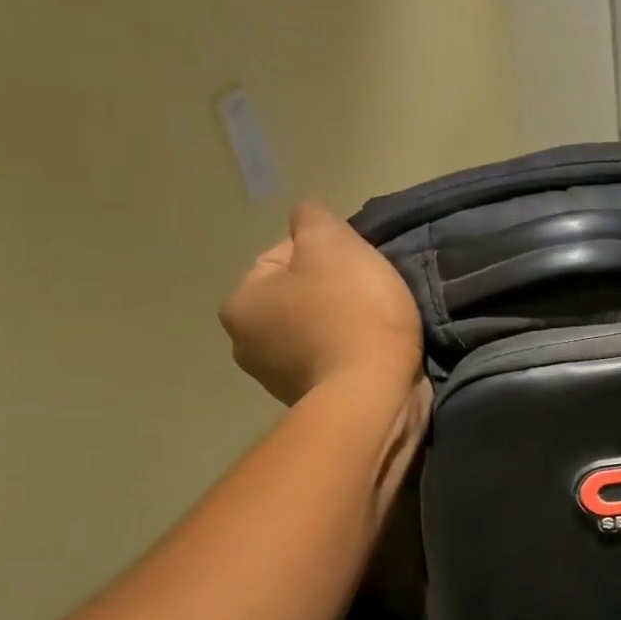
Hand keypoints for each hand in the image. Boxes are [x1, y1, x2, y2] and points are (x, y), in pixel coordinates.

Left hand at [220, 202, 423, 404]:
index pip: (283, 255)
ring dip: (346, 323)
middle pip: (300, 295)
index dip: (328, 254)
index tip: (358, 269)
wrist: (376, 394)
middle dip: (335, 291)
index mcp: (240, 303)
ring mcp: (278, 380)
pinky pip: (333, 360)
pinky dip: (353, 353)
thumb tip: (306, 217)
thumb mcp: (332, 243)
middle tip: (372, 295)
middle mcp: (247, 345)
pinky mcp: (313, 402)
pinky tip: (376, 353)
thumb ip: (312, 218)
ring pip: (318, 328)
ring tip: (380, 326)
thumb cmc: (350, 313)